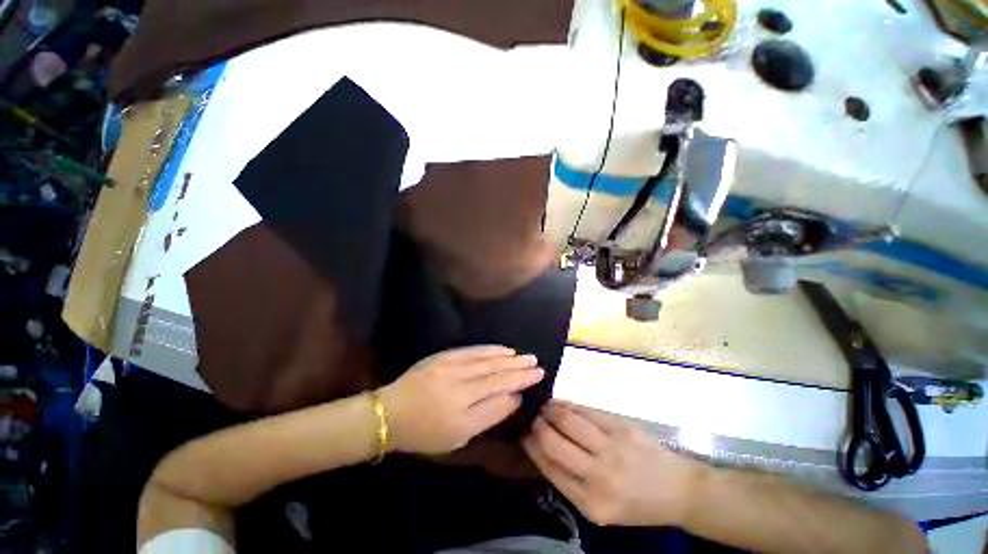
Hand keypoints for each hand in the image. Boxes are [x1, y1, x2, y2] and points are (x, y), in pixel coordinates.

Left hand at [380, 345, 543, 454]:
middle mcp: (460, 379)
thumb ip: (489, 415)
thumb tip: (514, 398)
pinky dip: (489, 349)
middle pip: (496, 369)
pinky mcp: (443, 356)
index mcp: (464, 403)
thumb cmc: (425, 432)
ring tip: (522, 355)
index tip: (539, 373)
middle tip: (536, 361)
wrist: (390, 413)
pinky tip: (501, 348)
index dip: (521, 379)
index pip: (501, 385)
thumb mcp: (459, 435)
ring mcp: (451, 364)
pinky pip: (471, 350)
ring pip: (486, 358)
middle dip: (518, 365)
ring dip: (507, 356)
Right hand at [523, 401, 702, 526]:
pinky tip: (561, 403)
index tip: (523, 434)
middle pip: (554, 442)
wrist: (678, 491)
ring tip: (544, 407)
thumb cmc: (636, 503)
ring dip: (550, 410)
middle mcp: (599, 477)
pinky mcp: (621, 427)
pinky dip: (568, 405)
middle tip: (532, 417)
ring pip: (568, 421)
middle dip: (537, 426)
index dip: (531, 447)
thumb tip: (540, 448)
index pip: (549, 468)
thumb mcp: (600, 507)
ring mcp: (612, 449)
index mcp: (590, 504)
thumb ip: (570, 481)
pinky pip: (586, 411)